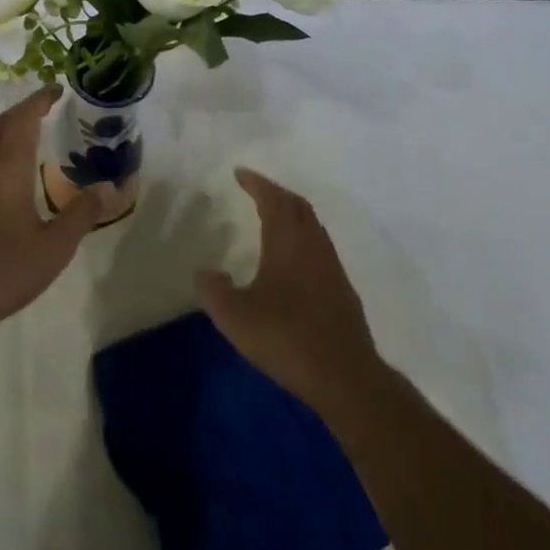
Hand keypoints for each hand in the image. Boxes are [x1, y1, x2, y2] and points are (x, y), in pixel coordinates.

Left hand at [0, 88, 109, 347]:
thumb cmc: (1, 269)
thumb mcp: (54, 247)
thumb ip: (82, 214)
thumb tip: (109, 189)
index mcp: (5, 166)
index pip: (22, 118)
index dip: (39, 100)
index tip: (56, 90)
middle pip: (1, 126)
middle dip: (24, 113)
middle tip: (48, 110)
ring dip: (8, 135)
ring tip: (32, 140)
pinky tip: (8, 179)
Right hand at [195, 168, 381, 407]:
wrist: (345, 376)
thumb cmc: (287, 337)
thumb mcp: (235, 316)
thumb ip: (213, 290)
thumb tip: (205, 272)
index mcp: (288, 242)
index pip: (273, 200)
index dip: (257, 183)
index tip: (240, 173)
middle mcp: (313, 246)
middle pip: (298, 206)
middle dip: (275, 192)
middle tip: (255, 189)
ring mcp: (332, 267)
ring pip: (312, 226)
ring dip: (292, 213)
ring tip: (272, 217)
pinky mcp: (341, 289)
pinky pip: (319, 246)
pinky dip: (302, 236)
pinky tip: (292, 258)